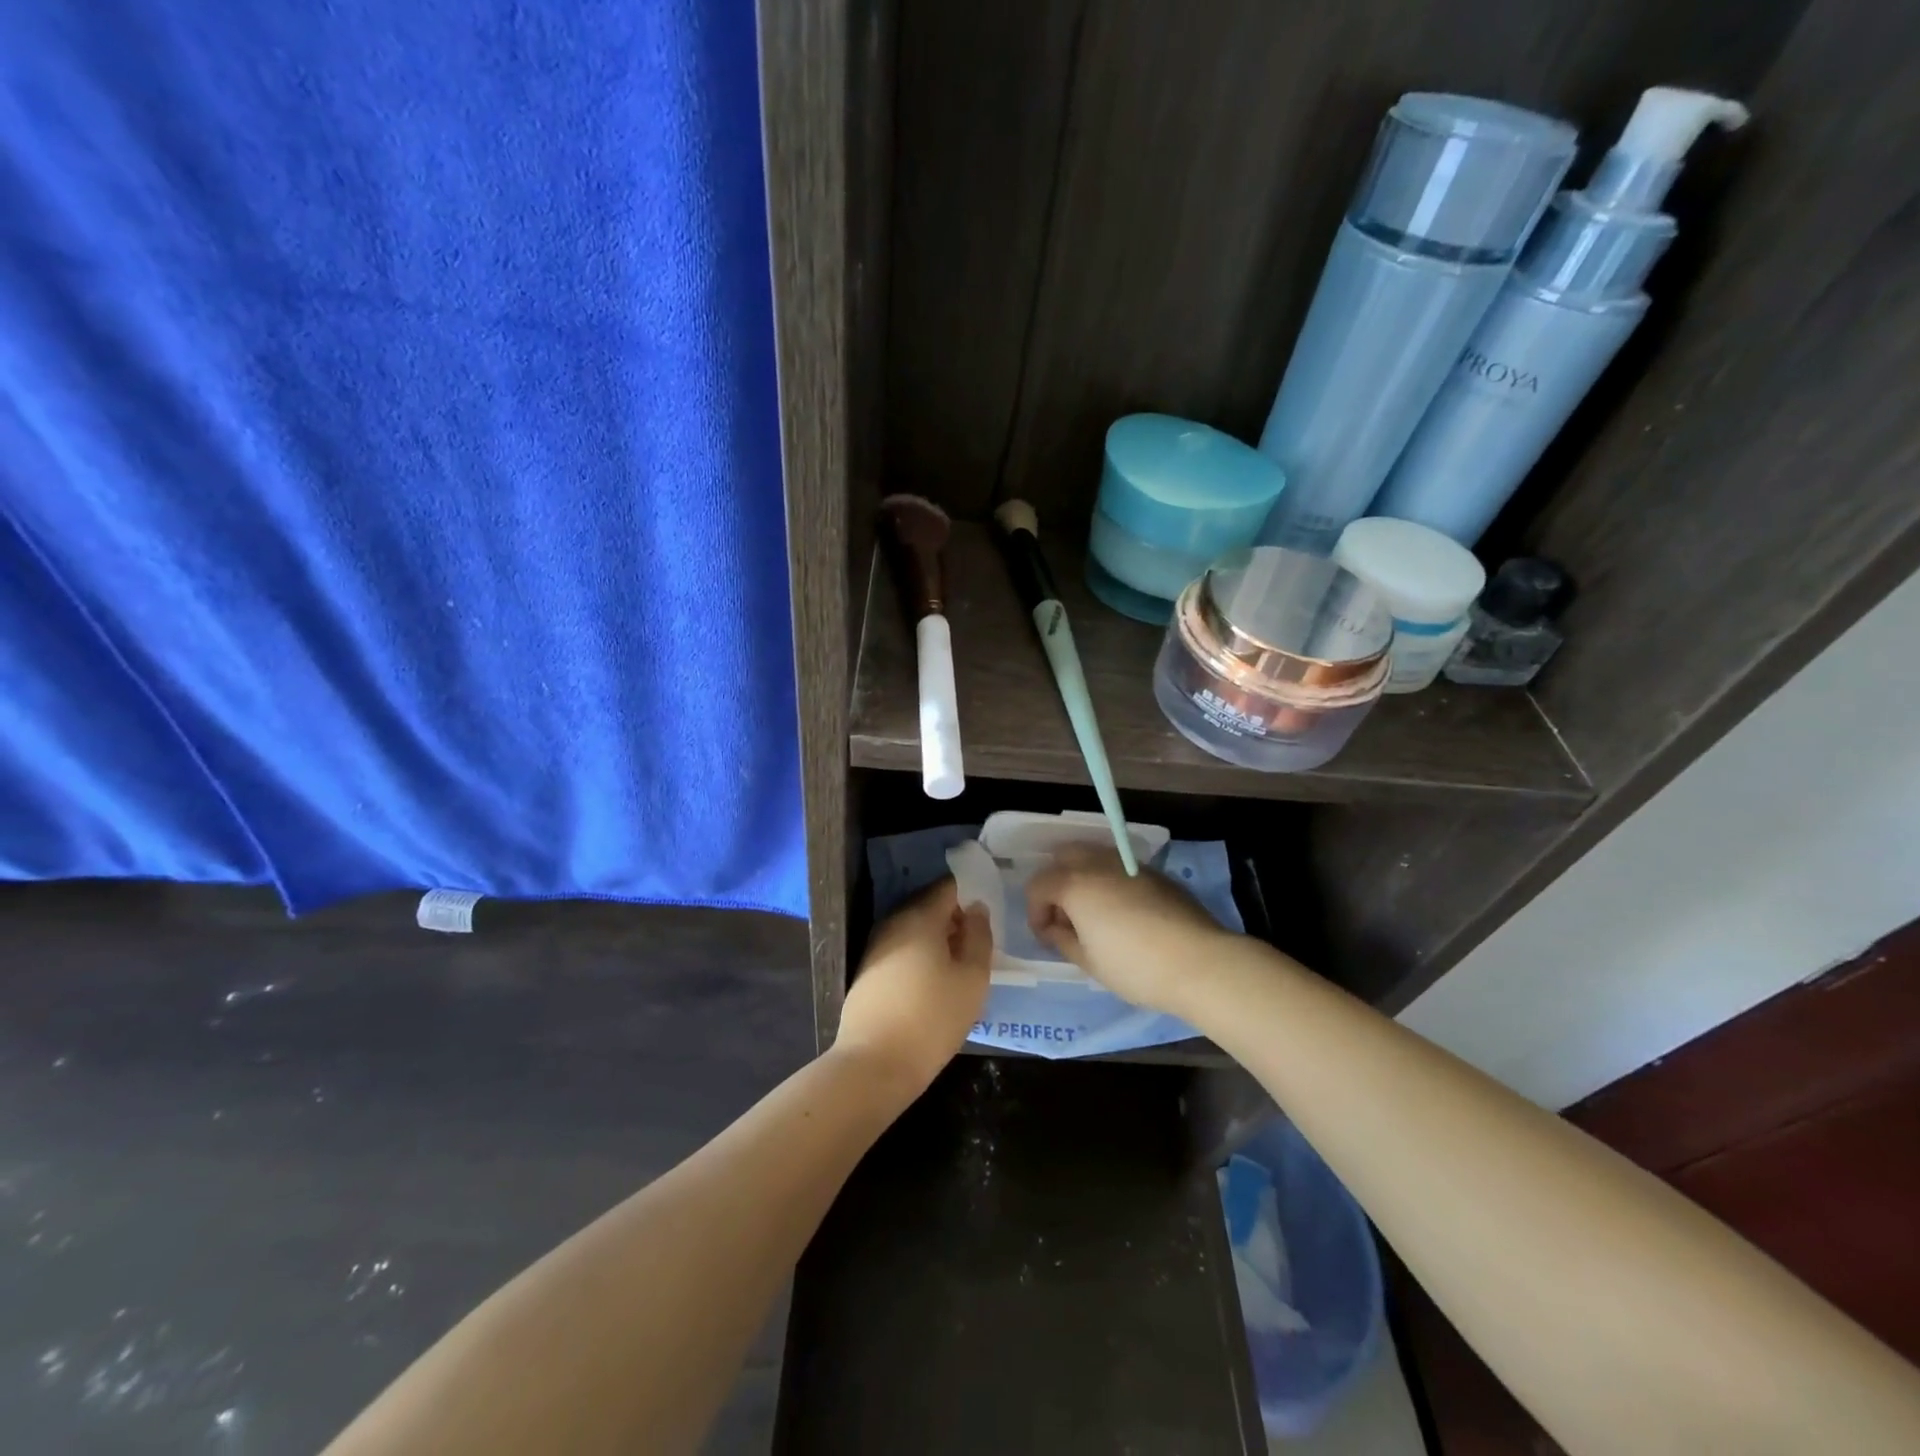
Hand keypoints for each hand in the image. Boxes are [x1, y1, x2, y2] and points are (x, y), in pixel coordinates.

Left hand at [834, 878, 991, 1095]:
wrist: (875, 1064)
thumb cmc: (932, 1018)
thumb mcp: (972, 978)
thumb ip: (979, 936)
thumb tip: (976, 908)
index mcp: (920, 916)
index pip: (949, 887)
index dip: (971, 894)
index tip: (988, 916)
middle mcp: (894, 922)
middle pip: (931, 907)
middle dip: (956, 920)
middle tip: (979, 945)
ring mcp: (877, 946)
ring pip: (915, 930)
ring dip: (938, 941)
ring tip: (960, 968)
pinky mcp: (868, 970)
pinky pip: (902, 950)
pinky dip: (920, 957)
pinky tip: (933, 984)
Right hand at [1025, 846, 1238, 1017]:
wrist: (1200, 962)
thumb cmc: (1135, 966)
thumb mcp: (1089, 962)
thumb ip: (1062, 939)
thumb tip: (1054, 928)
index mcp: (1074, 884)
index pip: (1038, 885)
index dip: (1035, 912)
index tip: (1047, 937)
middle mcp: (1098, 863)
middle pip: (1063, 857)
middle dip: (1056, 882)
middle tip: (1066, 916)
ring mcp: (1129, 864)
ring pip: (1093, 856)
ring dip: (1083, 877)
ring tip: (1094, 912)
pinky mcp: (1155, 873)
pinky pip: (1120, 867)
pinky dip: (1110, 881)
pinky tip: (1124, 912)